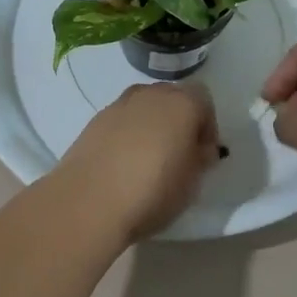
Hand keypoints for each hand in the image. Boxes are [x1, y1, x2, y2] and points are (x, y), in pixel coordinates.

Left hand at [52, 82, 220, 241]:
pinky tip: (124, 163)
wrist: (88, 201)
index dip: (207, 126)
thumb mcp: (192, 183)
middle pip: (172, 97)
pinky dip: (127, 133)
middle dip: (179, 120)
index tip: (203, 154)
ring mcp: (118, 105)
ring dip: (152, 124)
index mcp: (180, 104)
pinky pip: (121, 120)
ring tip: (149, 158)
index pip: (204, 100)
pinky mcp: (94, 121)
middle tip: (179, 154)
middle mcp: (150, 95)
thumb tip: (199, 149)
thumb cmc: (152, 191)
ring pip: (144, 106)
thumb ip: (201, 159)